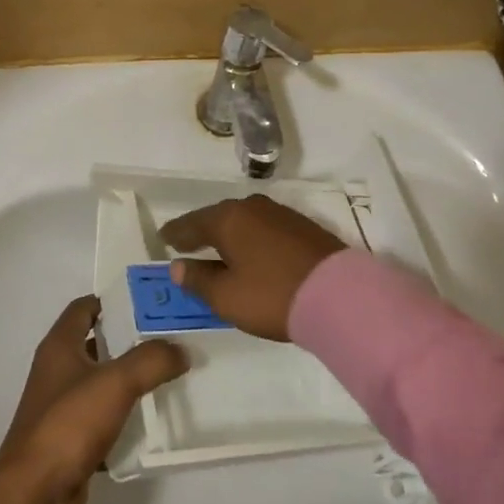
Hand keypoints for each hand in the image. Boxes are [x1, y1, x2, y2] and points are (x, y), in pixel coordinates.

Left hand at [0, 296, 186, 503]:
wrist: (35, 494)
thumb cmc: (69, 424)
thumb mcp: (115, 383)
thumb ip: (151, 360)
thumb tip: (181, 349)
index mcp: (60, 346)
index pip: (84, 308)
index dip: (113, 299)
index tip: (149, 300)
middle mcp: (58, 370)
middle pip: (97, 343)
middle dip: (131, 338)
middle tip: (170, 336)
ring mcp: (63, 406)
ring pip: (103, 381)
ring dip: (131, 378)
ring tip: (171, 372)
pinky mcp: (72, 439)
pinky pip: (105, 417)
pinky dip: (127, 415)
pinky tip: (155, 416)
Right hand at [160, 194, 345, 341]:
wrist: (340, 295)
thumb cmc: (272, 295)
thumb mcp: (226, 296)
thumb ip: (198, 280)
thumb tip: (178, 266)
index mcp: (227, 218)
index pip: (192, 223)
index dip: (176, 233)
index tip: (164, 238)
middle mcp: (252, 207)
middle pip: (218, 217)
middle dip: (202, 230)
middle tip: (188, 243)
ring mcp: (281, 214)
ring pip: (244, 221)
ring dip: (230, 234)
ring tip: (220, 249)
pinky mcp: (303, 226)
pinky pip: (264, 228)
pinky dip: (252, 238)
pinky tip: (253, 252)